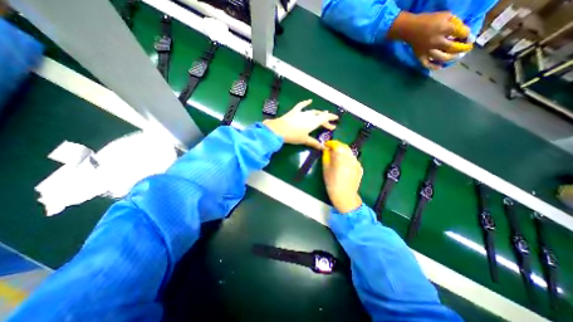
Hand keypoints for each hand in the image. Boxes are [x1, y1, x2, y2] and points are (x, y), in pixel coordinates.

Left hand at [264, 100, 339, 148]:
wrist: (279, 129)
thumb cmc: (294, 136)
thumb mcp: (305, 140)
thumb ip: (314, 143)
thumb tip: (323, 148)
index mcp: (313, 122)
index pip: (325, 119)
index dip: (331, 120)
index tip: (336, 121)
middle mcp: (309, 115)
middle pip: (320, 116)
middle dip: (326, 119)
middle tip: (330, 124)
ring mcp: (301, 112)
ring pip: (312, 111)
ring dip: (318, 112)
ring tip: (323, 112)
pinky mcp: (294, 111)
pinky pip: (301, 105)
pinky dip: (305, 103)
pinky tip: (309, 100)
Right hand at [322, 140, 361, 211]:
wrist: (345, 196)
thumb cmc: (332, 183)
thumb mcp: (326, 169)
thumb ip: (326, 157)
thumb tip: (326, 150)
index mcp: (341, 157)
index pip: (336, 144)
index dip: (330, 143)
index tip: (325, 146)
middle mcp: (351, 157)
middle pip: (344, 147)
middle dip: (337, 147)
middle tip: (330, 151)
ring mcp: (357, 163)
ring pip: (349, 153)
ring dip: (342, 152)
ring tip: (337, 159)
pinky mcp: (360, 168)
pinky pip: (353, 160)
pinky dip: (348, 159)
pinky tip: (344, 166)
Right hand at [392, 12, 471, 68]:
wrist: (410, 29)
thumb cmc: (428, 20)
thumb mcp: (445, 15)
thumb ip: (454, 22)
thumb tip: (460, 30)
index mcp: (444, 29)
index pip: (461, 32)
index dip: (467, 34)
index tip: (468, 36)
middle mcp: (436, 42)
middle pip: (452, 47)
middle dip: (462, 48)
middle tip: (467, 48)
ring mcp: (427, 51)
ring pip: (441, 57)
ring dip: (450, 58)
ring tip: (456, 57)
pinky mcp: (420, 56)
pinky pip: (426, 64)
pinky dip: (433, 66)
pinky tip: (440, 67)